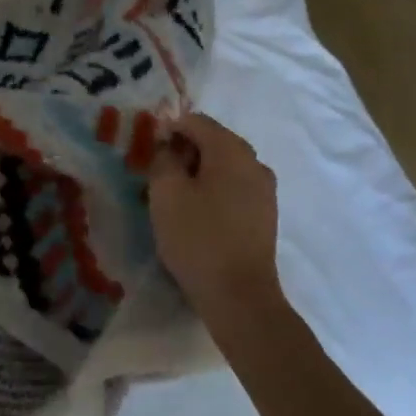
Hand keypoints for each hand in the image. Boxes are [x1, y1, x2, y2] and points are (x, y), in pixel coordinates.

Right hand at [147, 113, 283, 321]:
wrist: (238, 295)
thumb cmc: (197, 238)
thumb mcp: (166, 194)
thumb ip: (163, 159)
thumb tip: (170, 147)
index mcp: (231, 150)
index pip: (197, 121)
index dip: (169, 129)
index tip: (150, 151)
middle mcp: (254, 162)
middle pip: (214, 141)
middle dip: (184, 151)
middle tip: (158, 176)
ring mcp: (265, 189)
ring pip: (225, 167)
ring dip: (199, 173)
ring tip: (175, 198)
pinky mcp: (265, 214)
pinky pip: (235, 188)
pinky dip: (214, 190)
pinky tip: (198, 214)